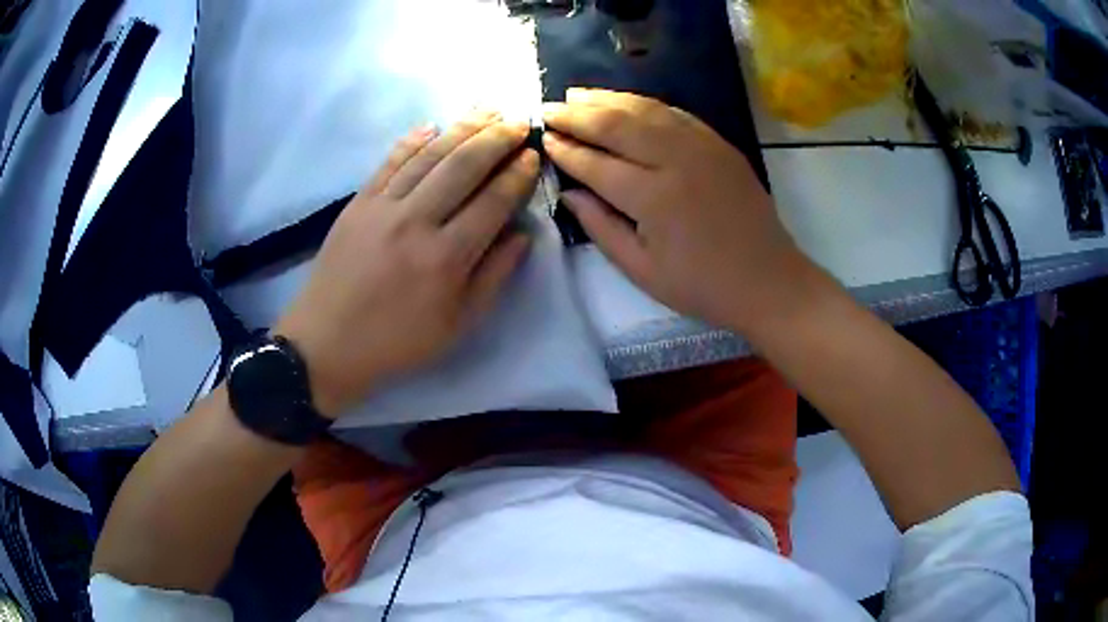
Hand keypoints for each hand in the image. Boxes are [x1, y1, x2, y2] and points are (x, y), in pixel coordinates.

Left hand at [275, 111, 537, 417]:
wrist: (327, 342)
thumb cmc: (397, 341)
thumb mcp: (457, 325)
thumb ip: (493, 277)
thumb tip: (521, 235)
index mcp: (446, 258)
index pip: (492, 202)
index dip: (517, 175)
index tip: (532, 154)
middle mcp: (416, 222)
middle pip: (463, 166)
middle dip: (496, 138)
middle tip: (517, 122)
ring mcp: (383, 207)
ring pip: (429, 156)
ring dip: (461, 128)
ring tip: (487, 110)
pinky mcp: (358, 203)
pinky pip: (390, 162)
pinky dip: (412, 140)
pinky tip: (433, 125)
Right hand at [543, 89, 814, 332]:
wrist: (768, 280)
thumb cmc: (701, 286)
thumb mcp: (641, 270)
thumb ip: (600, 227)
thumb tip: (568, 192)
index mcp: (653, 198)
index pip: (596, 163)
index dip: (566, 150)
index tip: (542, 138)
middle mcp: (676, 160)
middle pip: (616, 125)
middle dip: (577, 115)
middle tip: (548, 108)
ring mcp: (701, 146)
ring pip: (645, 109)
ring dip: (607, 99)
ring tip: (577, 94)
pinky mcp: (718, 143)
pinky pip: (674, 112)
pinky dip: (644, 103)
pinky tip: (625, 101)